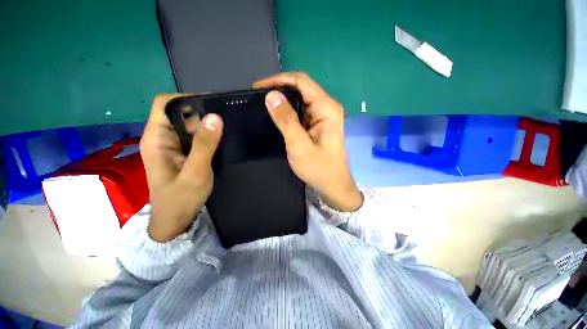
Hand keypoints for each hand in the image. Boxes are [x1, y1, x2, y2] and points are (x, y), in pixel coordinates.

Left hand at [140, 94, 222, 241]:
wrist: (175, 219)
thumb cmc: (181, 198)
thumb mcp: (196, 171)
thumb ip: (205, 145)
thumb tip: (215, 117)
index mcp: (157, 138)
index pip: (164, 104)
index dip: (185, 99)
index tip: (211, 104)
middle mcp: (162, 138)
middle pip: (179, 114)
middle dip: (201, 114)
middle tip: (226, 120)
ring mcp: (172, 146)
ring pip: (188, 126)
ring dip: (206, 126)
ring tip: (227, 129)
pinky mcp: (182, 154)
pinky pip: (194, 138)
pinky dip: (207, 136)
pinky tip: (220, 141)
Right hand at [254, 72, 362, 211]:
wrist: (333, 185)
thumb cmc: (318, 168)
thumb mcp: (299, 146)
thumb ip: (286, 120)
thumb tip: (271, 95)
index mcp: (327, 108)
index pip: (301, 82)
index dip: (279, 80)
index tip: (258, 87)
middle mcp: (327, 107)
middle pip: (302, 88)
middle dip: (280, 89)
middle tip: (258, 98)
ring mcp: (323, 115)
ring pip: (301, 99)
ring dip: (283, 101)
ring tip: (264, 106)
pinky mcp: (318, 124)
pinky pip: (302, 111)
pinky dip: (288, 111)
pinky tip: (277, 116)